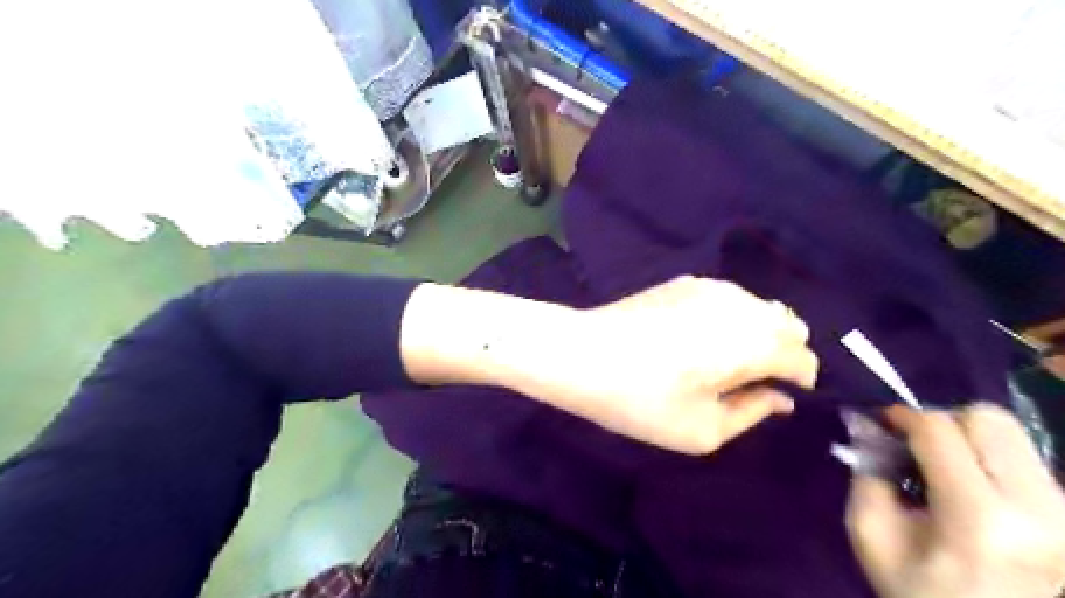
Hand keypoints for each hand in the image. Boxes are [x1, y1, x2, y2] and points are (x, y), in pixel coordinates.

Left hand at [497, 276, 816, 451]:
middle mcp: (741, 305)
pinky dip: (731, 316)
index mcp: (754, 342)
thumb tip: (780, 398)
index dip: (797, 382)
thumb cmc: (640, 400)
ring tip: (723, 358)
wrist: (581, 354)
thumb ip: (752, 413)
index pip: (803, 358)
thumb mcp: (702, 430)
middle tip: (749, 380)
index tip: (771, 398)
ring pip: (760, 306)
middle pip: (790, 324)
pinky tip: (697, 336)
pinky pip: (728, 297)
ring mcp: (711, 286)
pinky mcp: (684, 281)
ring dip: (758, 331)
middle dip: (783, 352)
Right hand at [850, 404, 1064, 597]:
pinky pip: (1026, 460)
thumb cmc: (918, 592)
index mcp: (979, 518)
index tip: (882, 422)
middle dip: (942, 419)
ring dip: (968, 437)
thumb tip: (869, 428)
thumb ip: (866, 474)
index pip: (939, 430)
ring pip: (1014, 436)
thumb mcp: (870, 534)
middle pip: (989, 420)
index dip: (903, 415)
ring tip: (943, 465)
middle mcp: (1038, 509)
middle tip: (916, 442)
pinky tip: (970, 486)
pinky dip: (990, 458)